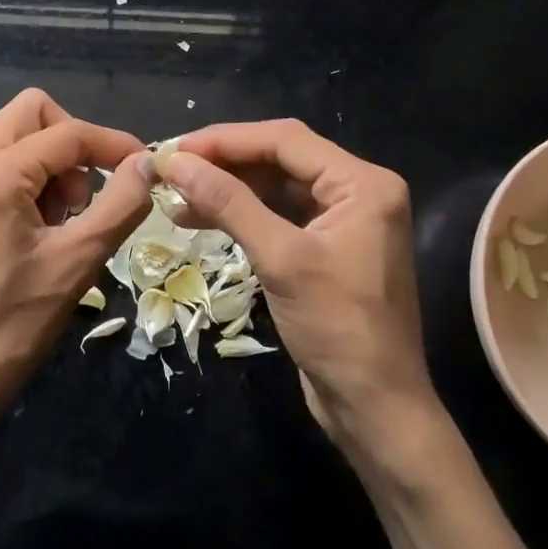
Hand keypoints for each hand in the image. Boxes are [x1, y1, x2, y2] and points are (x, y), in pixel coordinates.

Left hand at [0, 89, 150, 425]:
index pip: (66, 132)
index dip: (112, 144)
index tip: (144, 168)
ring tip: (62, 221)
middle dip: (72, 144)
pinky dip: (27, 180)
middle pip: (31, 114)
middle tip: (87, 197)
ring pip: (13, 137)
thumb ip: (119, 205)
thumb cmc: (10, 328)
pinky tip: (37, 228)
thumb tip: (147, 164)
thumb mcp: (76, 264)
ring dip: (50, 163)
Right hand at [156, 121, 435, 447]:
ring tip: (177, 196)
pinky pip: (280, 216)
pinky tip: (203, 218)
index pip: (286, 140)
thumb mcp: (280, 259)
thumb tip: (176, 162)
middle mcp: (358, 191)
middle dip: (225, 163)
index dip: (227, 140)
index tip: (176, 149)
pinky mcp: (328, 248)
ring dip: (229, 189)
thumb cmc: (337, 328)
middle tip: (173, 170)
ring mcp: (344, 220)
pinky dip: (243, 215)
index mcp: (362, 183)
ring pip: (277, 187)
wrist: (375, 408)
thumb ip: (229, 203)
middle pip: (281, 159)